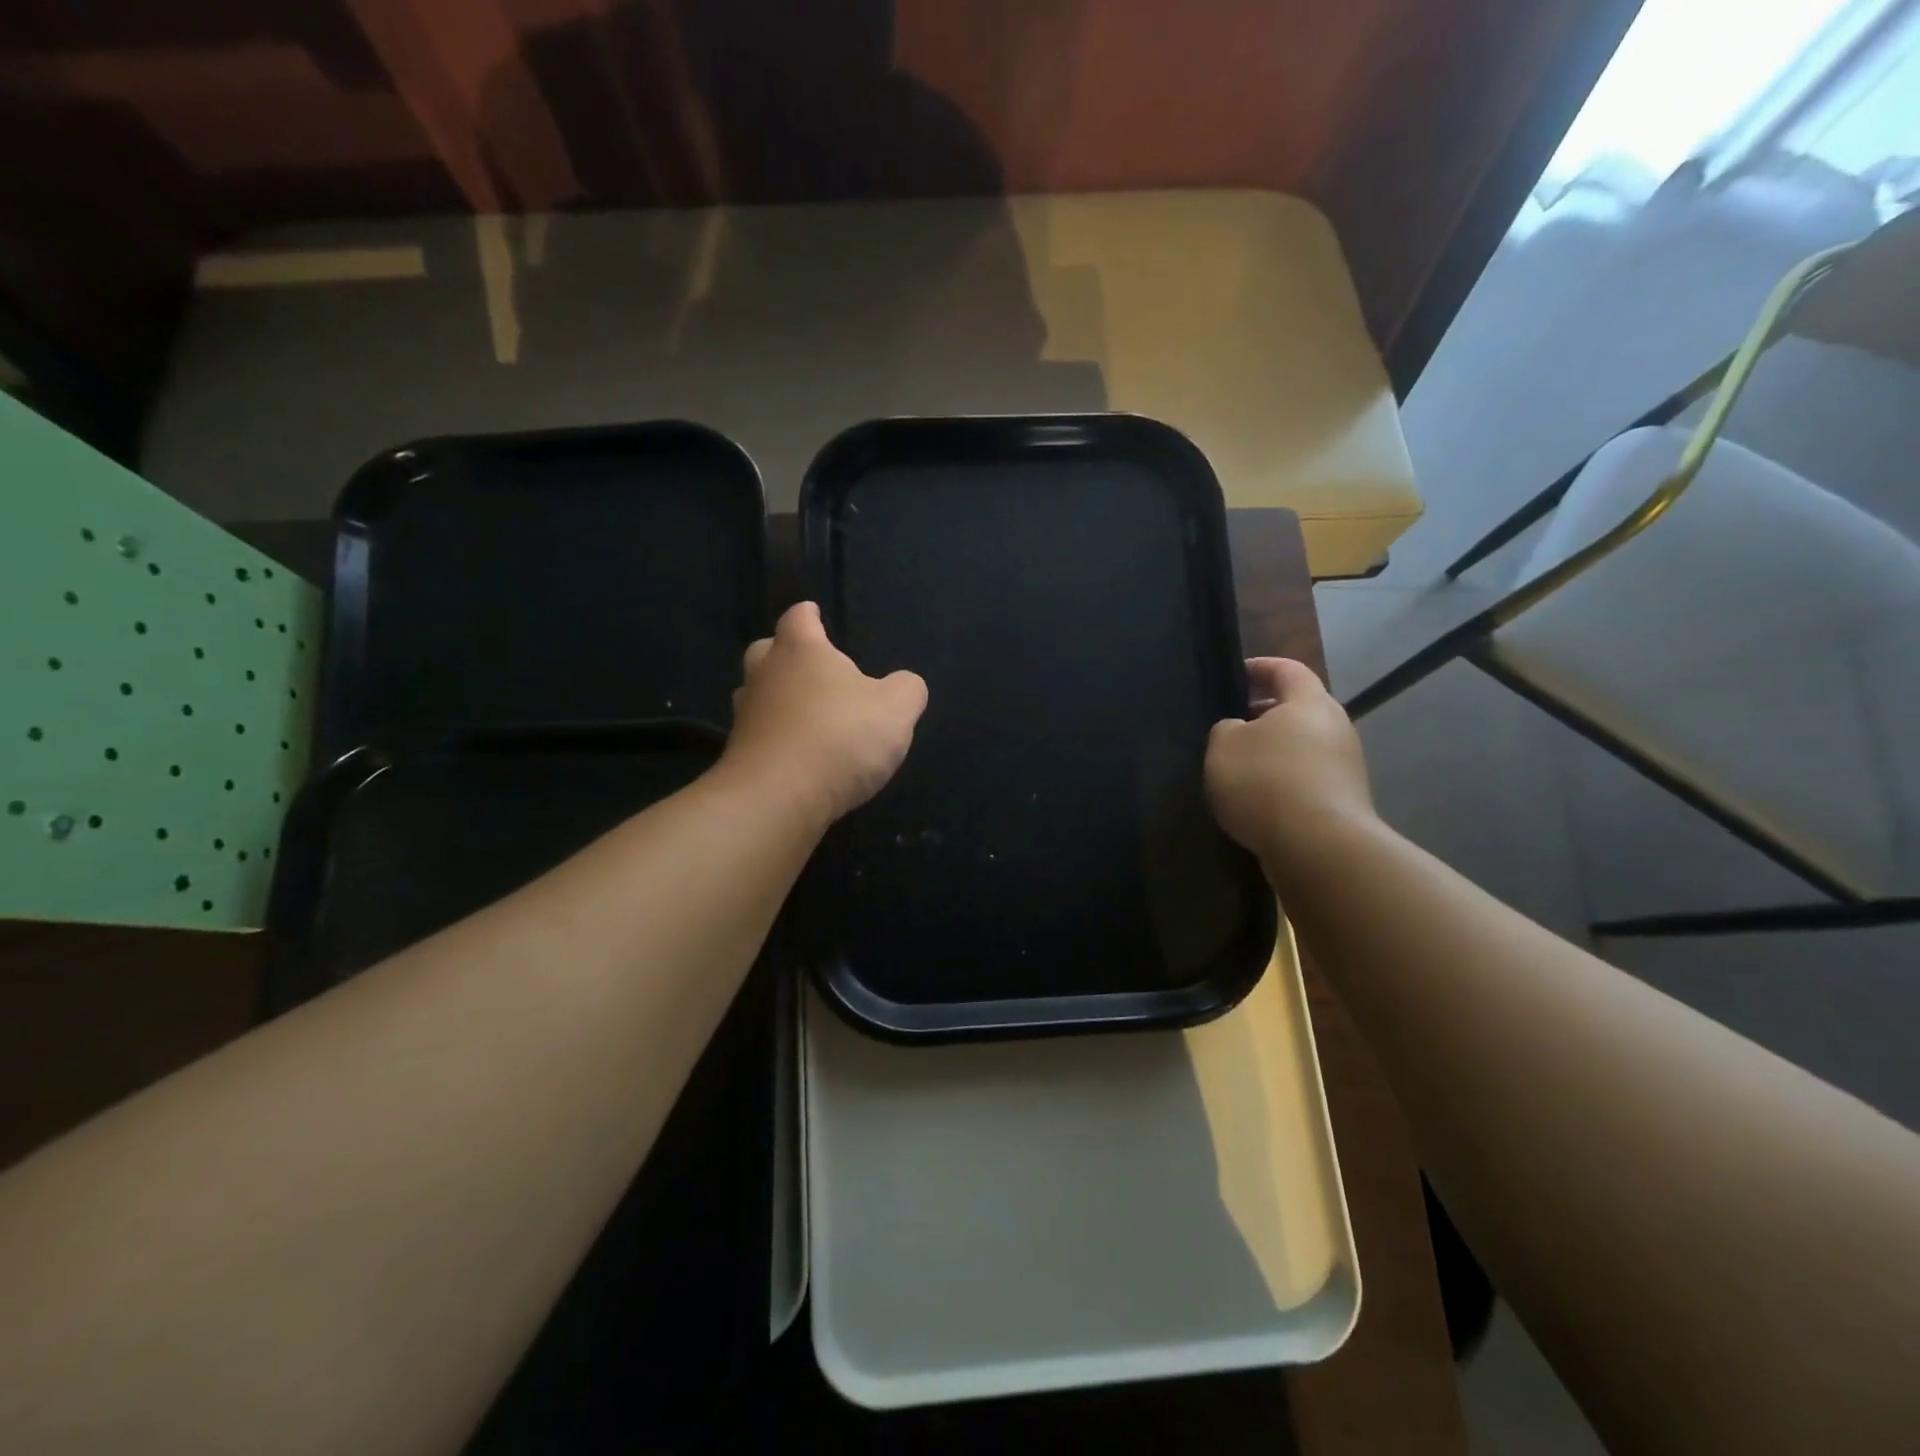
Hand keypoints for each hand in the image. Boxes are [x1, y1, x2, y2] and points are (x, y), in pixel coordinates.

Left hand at [722, 601, 927, 826]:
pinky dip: (775, 737)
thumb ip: (906, 689)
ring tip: (805, 713)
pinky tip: (797, 754)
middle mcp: (765, 675)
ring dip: (777, 698)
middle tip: (809, 667)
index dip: (809, 615)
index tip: (815, 614)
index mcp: (801, 650)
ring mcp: (746, 716)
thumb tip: (905, 684)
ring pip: (756, 694)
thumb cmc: (840, 737)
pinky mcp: (739, 755)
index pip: (799, 617)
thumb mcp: (896, 710)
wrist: (778, 799)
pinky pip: (759, 735)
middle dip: (784, 654)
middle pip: (766, 651)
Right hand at [1205, 658, 1376, 869]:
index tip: (1236, 674)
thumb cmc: (1266, 782)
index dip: (1260, 667)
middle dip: (1265, 713)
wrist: (1318, 847)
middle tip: (1233, 724)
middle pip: (1299, 708)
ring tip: (1240, 766)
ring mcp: (1346, 765)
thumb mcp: (1223, 746)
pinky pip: (1308, 777)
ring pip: (1304, 744)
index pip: (1287, 669)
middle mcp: (1336, 727)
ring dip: (1275, 750)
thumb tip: (1239, 731)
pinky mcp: (1344, 800)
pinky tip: (1258, 798)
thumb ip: (1226, 728)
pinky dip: (1284, 779)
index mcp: (1309, 702)